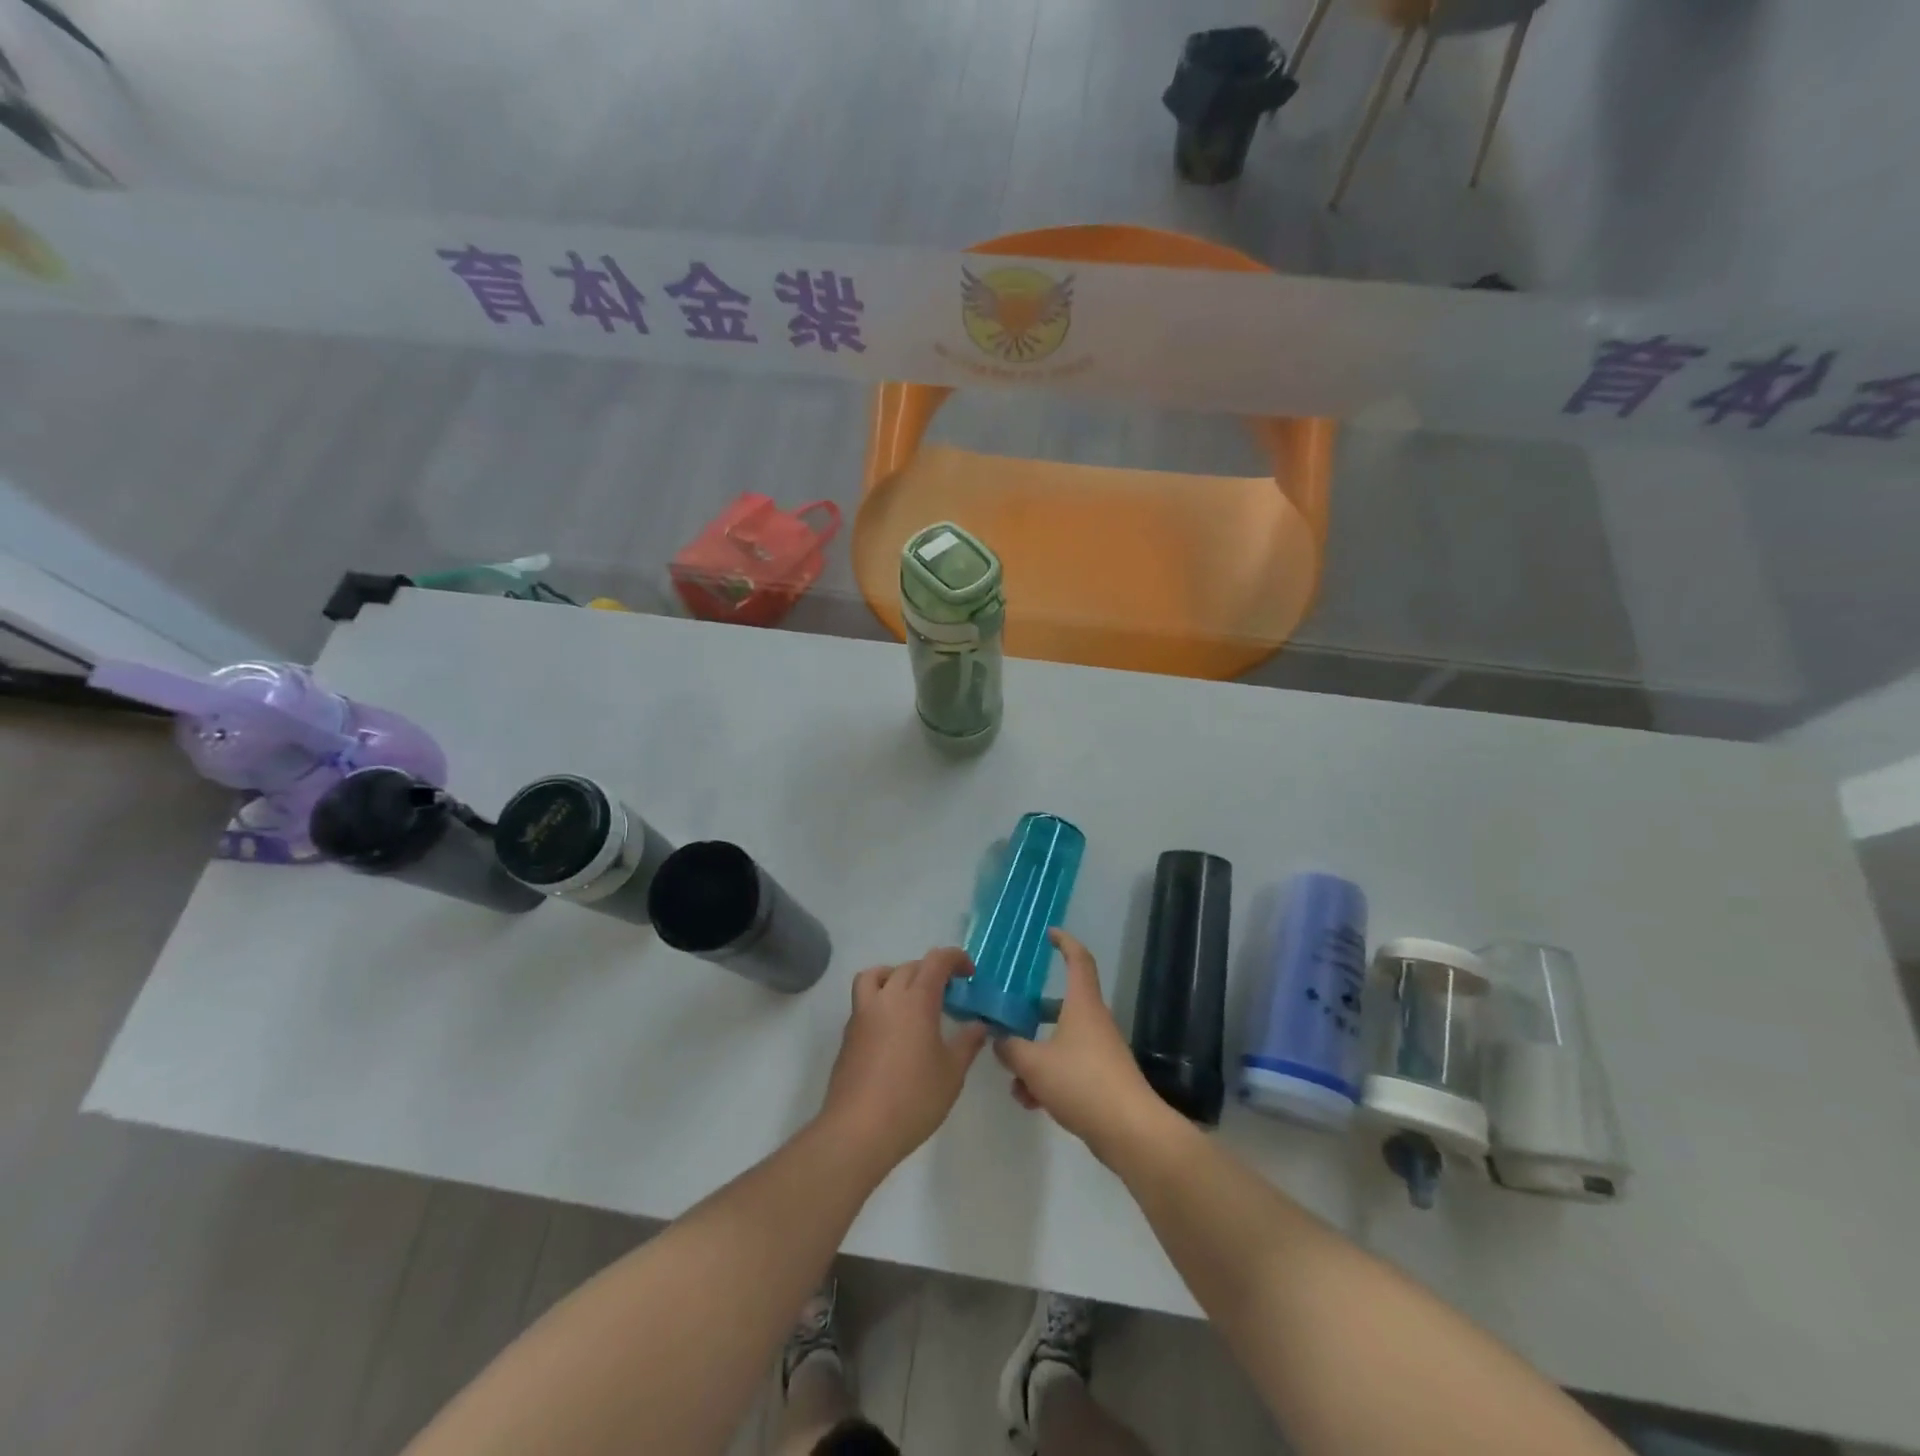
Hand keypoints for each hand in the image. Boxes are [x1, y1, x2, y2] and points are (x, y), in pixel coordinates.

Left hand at [818, 948, 990, 1170]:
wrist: (858, 1130)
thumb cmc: (913, 1098)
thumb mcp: (952, 1073)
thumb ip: (967, 1043)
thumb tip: (979, 1025)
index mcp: (916, 1000)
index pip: (936, 961)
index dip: (955, 959)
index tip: (970, 974)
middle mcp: (887, 998)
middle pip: (909, 967)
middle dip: (931, 971)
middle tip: (949, 994)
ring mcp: (863, 1014)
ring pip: (877, 976)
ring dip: (897, 976)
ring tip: (912, 999)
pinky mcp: (849, 1035)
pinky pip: (865, 1000)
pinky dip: (881, 1000)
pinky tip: (894, 1030)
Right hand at [993, 930, 1165, 1158]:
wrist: (1130, 1132)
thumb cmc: (1082, 1082)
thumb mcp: (1035, 1064)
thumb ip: (1011, 1049)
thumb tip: (998, 1039)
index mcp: (1082, 1005)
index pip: (1078, 960)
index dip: (1065, 942)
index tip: (1050, 934)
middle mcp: (1094, 1022)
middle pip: (1063, 1005)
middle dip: (1035, 1012)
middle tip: (1010, 1016)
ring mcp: (1100, 1052)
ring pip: (1061, 1042)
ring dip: (1036, 1056)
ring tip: (1014, 1079)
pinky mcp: (1102, 1081)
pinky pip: (1069, 1069)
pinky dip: (1048, 1078)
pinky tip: (1031, 1101)